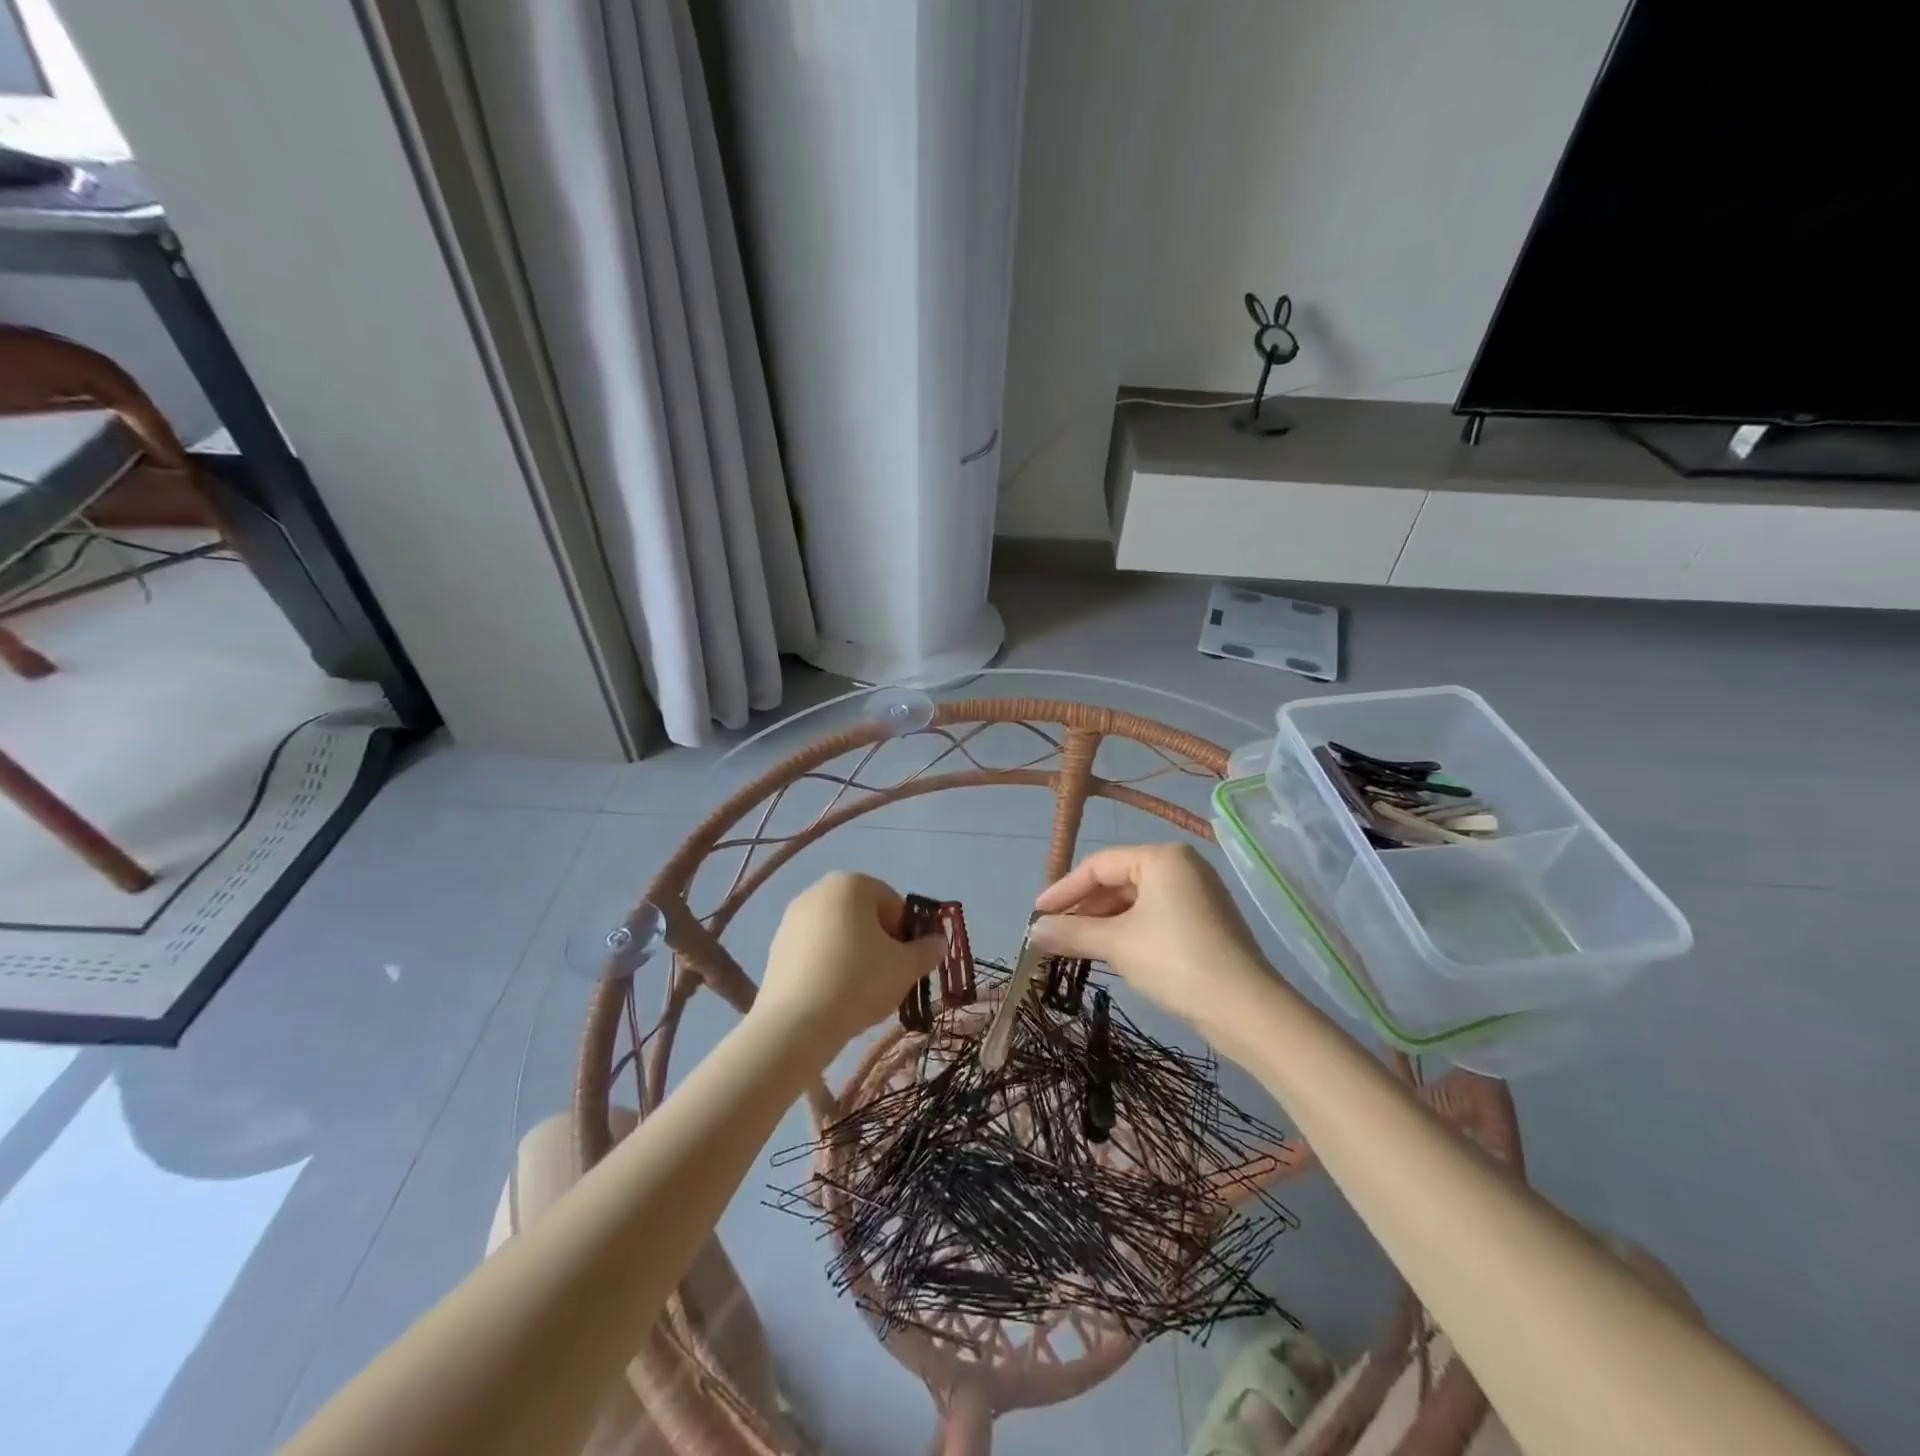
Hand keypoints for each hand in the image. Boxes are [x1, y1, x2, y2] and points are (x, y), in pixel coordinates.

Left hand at [752, 872, 945, 1056]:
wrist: (796, 1025)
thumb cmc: (859, 981)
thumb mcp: (906, 967)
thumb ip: (927, 950)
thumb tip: (938, 942)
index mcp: (851, 884)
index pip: (892, 902)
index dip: (907, 933)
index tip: (908, 962)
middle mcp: (818, 891)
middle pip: (864, 916)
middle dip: (880, 943)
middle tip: (889, 977)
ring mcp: (792, 919)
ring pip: (839, 934)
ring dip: (855, 955)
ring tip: (861, 992)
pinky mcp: (776, 948)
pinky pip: (815, 951)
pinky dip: (829, 966)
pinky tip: (834, 997)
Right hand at [1031, 844, 1275, 1038]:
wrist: (1245, 1009)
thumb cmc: (1175, 961)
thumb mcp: (1117, 944)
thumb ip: (1072, 932)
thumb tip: (1032, 932)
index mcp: (1161, 857)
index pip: (1099, 865)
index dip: (1064, 889)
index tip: (1037, 914)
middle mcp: (1181, 865)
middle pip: (1118, 880)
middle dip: (1084, 907)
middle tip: (1053, 932)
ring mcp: (1197, 893)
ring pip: (1135, 900)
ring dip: (1103, 921)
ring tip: (1075, 945)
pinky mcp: (1205, 920)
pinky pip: (1154, 915)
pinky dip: (1128, 930)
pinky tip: (1109, 950)